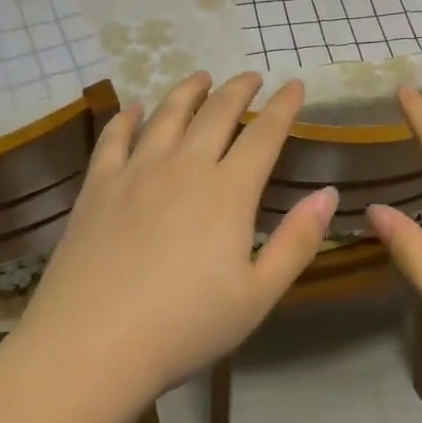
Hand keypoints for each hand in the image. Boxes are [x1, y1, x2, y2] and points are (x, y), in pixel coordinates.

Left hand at [15, 72, 336, 413]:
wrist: (92, 345)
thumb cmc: (185, 327)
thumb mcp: (257, 295)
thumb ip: (297, 242)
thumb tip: (329, 193)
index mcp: (228, 191)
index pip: (264, 134)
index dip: (283, 106)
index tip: (295, 84)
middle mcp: (185, 166)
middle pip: (217, 112)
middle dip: (239, 89)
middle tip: (251, 76)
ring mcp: (137, 170)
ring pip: (168, 114)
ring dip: (189, 90)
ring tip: (201, 77)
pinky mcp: (99, 185)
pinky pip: (115, 137)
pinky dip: (128, 116)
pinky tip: (135, 108)